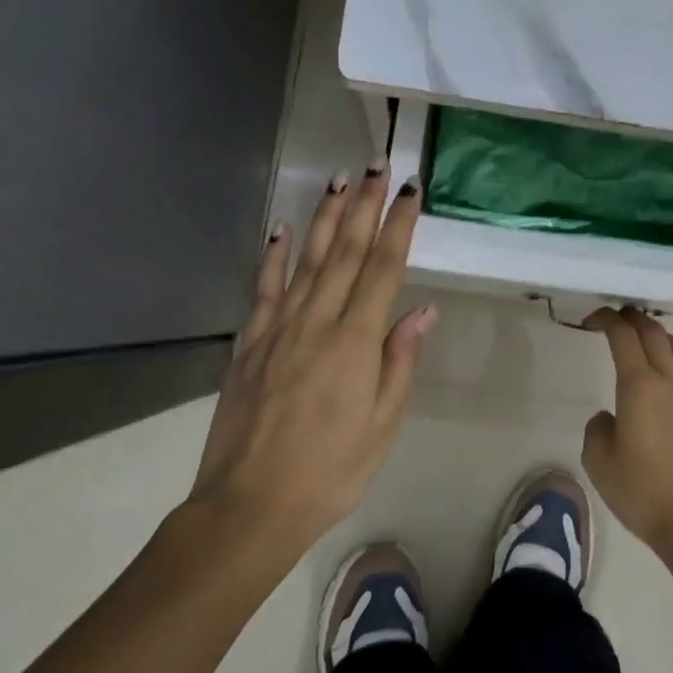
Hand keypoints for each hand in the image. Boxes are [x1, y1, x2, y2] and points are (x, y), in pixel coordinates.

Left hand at [191, 161, 437, 555]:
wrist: (249, 506)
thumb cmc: (330, 471)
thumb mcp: (382, 424)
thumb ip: (400, 361)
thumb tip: (422, 310)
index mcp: (355, 342)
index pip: (383, 269)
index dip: (398, 226)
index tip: (410, 191)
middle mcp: (317, 322)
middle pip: (346, 252)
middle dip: (365, 205)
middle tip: (377, 166)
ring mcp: (278, 329)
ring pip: (307, 260)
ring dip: (325, 218)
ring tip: (339, 180)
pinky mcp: (250, 343)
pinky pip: (264, 289)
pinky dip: (275, 256)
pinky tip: (283, 229)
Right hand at [581, 307, 672, 562]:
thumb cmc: (644, 493)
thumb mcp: (600, 464)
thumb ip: (597, 430)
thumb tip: (610, 416)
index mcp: (639, 386)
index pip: (622, 336)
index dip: (607, 319)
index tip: (593, 318)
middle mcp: (671, 380)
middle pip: (654, 332)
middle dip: (633, 319)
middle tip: (617, 317)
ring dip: (660, 335)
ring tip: (646, 342)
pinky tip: (671, 382)